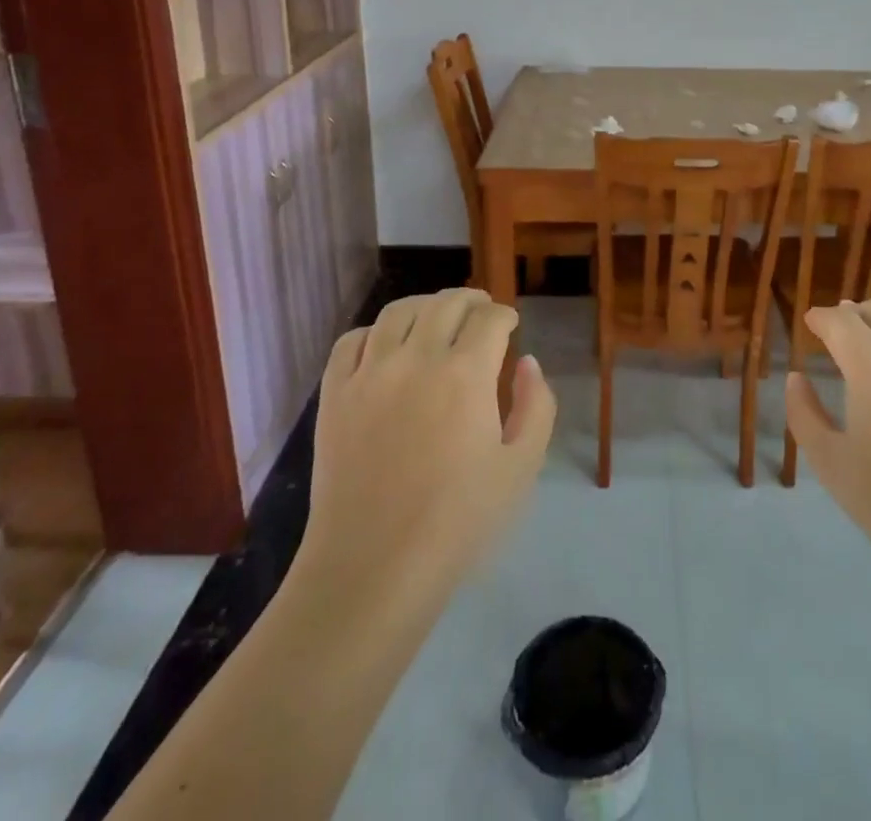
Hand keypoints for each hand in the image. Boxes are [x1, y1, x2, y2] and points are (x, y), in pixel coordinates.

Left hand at [292, 289, 556, 617]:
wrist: (372, 569)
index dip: (505, 316)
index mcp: (466, 374)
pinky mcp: (334, 395)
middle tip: (481, 310)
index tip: (510, 325)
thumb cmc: (457, 523)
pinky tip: (385, 345)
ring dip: (425, 305)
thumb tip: (527, 363)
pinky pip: (351, 341)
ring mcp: (369, 374)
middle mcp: (417, 359)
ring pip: (398, 312)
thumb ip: (536, 406)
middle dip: (471, 300)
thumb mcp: (521, 468)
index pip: (490, 319)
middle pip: (446, 304)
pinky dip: (373, 332)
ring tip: (436, 316)